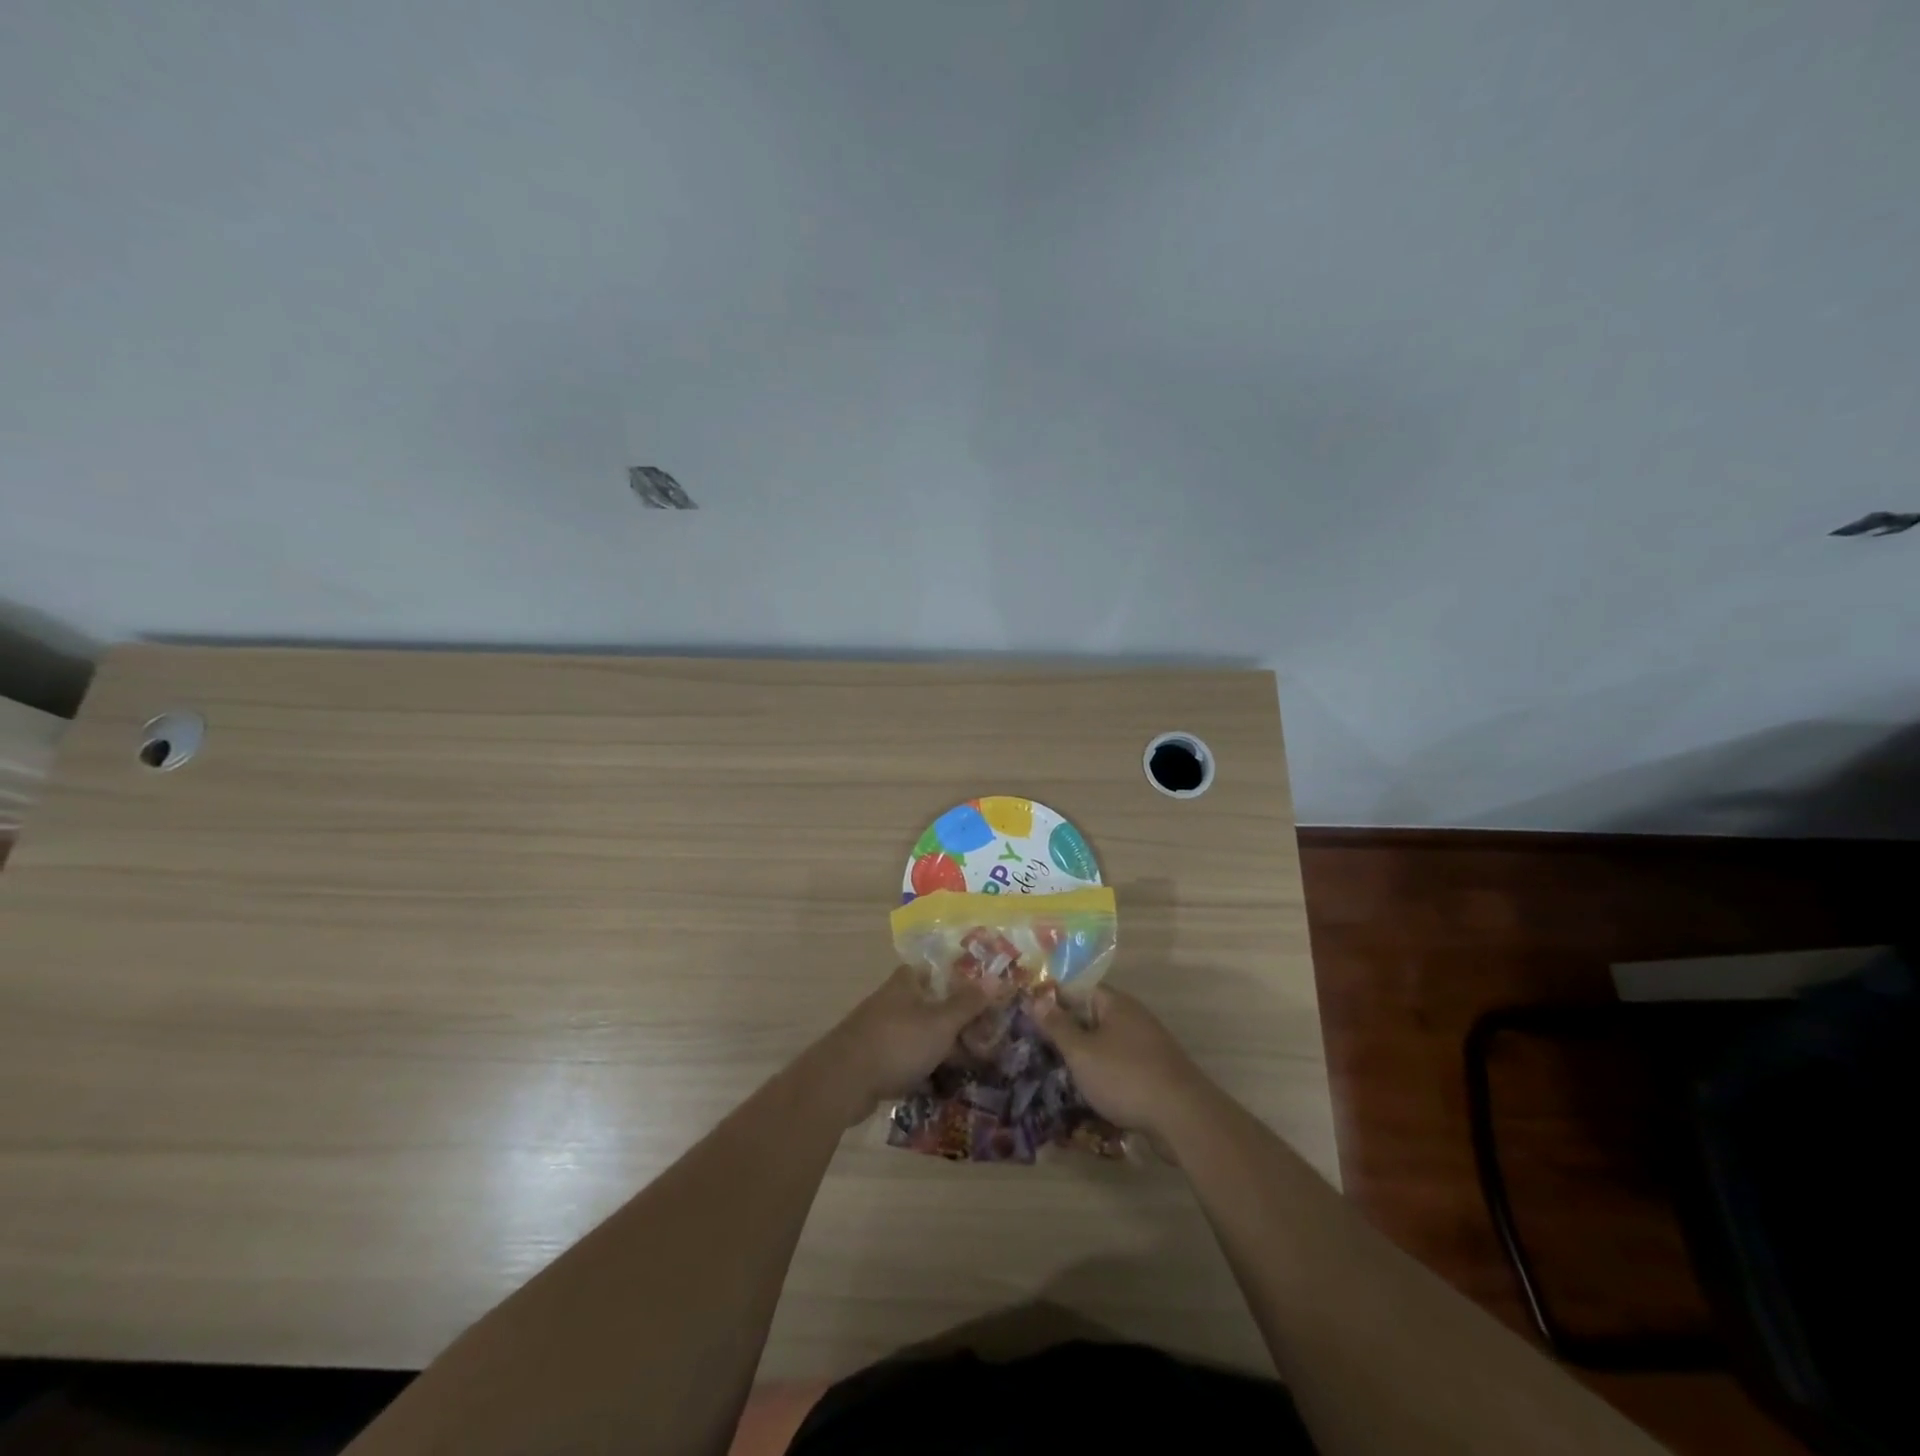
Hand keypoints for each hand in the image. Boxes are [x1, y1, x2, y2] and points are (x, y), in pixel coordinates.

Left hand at [816, 967, 1001, 1124]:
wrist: (843, 1081)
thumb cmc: (897, 1042)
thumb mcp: (941, 1022)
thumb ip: (967, 1003)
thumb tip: (994, 978)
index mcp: (906, 983)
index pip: (933, 970)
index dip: (957, 980)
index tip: (980, 996)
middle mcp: (891, 1001)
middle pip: (928, 1004)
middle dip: (953, 1020)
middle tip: (983, 1037)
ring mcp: (879, 1030)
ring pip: (918, 1034)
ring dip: (939, 1047)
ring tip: (968, 1064)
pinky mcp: (871, 1059)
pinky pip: (905, 1059)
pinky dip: (921, 1068)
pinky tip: (939, 1083)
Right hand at [1030, 984, 1212, 1147]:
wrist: (1183, 1118)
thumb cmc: (1125, 1077)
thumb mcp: (1081, 1052)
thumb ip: (1058, 1026)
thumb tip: (1036, 998)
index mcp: (1116, 1004)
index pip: (1080, 989)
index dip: (1054, 999)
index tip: (1030, 1014)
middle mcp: (1133, 1018)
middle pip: (1092, 1016)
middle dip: (1067, 1030)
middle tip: (1037, 1045)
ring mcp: (1147, 1046)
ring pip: (1106, 1043)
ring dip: (1085, 1056)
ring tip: (1056, 1071)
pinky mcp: (1154, 1073)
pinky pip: (1120, 1065)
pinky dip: (1103, 1074)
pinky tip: (1087, 1091)